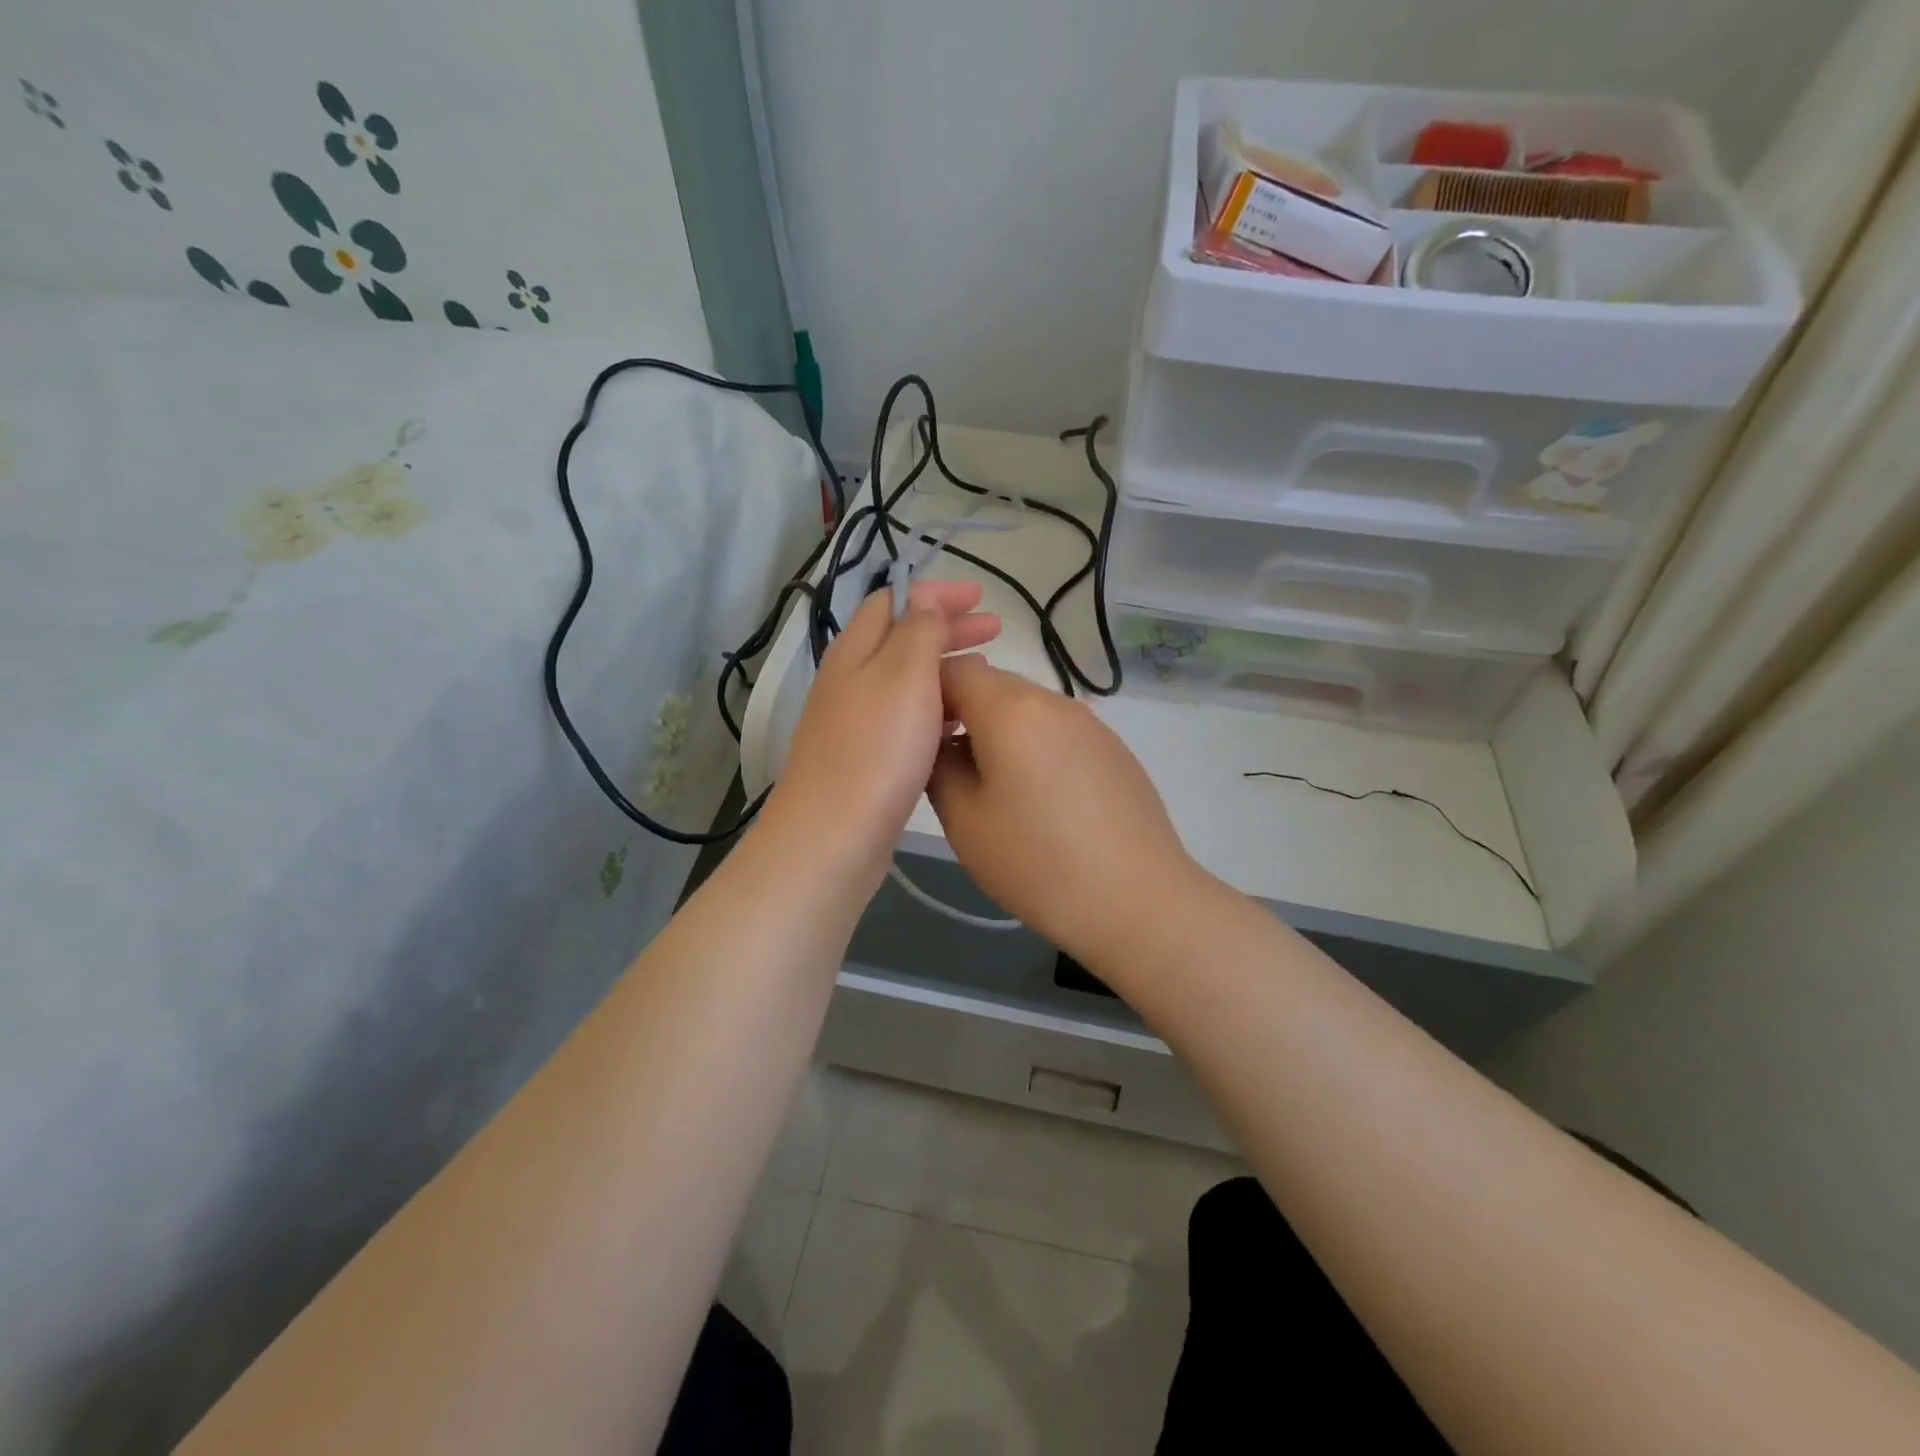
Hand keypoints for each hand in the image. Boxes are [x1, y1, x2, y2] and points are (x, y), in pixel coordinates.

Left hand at [766, 580, 999, 883]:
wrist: (833, 835)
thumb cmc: (876, 748)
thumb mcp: (904, 673)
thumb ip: (918, 630)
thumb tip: (923, 600)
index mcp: (856, 650)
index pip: (894, 601)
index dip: (937, 593)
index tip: (981, 598)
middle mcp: (850, 680)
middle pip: (901, 640)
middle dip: (948, 629)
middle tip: (994, 630)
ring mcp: (854, 722)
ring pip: (905, 681)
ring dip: (944, 669)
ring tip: (984, 675)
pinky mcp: (865, 759)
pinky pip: (905, 719)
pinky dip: (935, 710)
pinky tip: (959, 727)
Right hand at [927, 656, 1208, 966]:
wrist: (1138, 901)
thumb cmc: (1038, 862)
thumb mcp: (965, 821)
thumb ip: (939, 768)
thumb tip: (940, 745)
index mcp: (1011, 709)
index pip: (955, 669)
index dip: (926, 693)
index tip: (916, 735)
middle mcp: (1054, 701)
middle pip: (993, 684)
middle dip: (963, 711)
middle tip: (947, 763)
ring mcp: (1091, 723)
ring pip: (1028, 707)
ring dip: (1000, 730)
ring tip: (993, 786)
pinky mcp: (1115, 749)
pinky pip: (1059, 730)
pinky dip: (1036, 746)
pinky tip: (1040, 798)